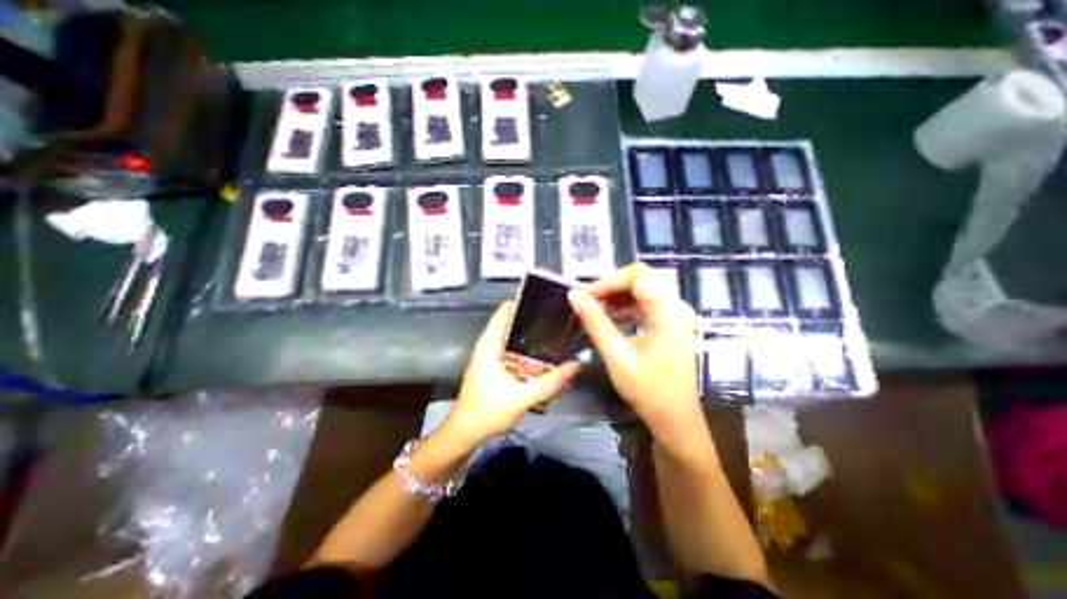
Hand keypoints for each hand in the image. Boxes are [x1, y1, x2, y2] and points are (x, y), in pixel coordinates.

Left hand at [444, 302, 582, 445]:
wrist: (464, 435)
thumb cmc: (487, 412)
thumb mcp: (522, 398)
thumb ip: (551, 382)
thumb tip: (577, 365)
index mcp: (489, 345)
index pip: (504, 311)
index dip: (524, 302)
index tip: (547, 300)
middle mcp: (488, 346)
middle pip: (511, 322)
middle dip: (533, 318)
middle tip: (559, 317)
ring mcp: (490, 357)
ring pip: (512, 337)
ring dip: (531, 334)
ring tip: (556, 331)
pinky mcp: (494, 368)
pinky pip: (512, 350)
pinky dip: (527, 349)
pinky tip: (544, 355)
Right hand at [566, 264, 700, 431]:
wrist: (676, 420)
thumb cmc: (647, 390)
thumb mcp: (616, 354)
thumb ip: (595, 321)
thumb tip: (574, 295)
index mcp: (667, 311)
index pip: (637, 275)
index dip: (609, 281)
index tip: (585, 296)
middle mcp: (675, 307)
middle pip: (641, 279)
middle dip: (612, 287)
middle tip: (588, 302)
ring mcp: (675, 316)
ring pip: (643, 291)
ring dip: (617, 297)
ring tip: (595, 310)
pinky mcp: (670, 325)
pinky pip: (646, 305)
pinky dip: (626, 308)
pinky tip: (610, 320)